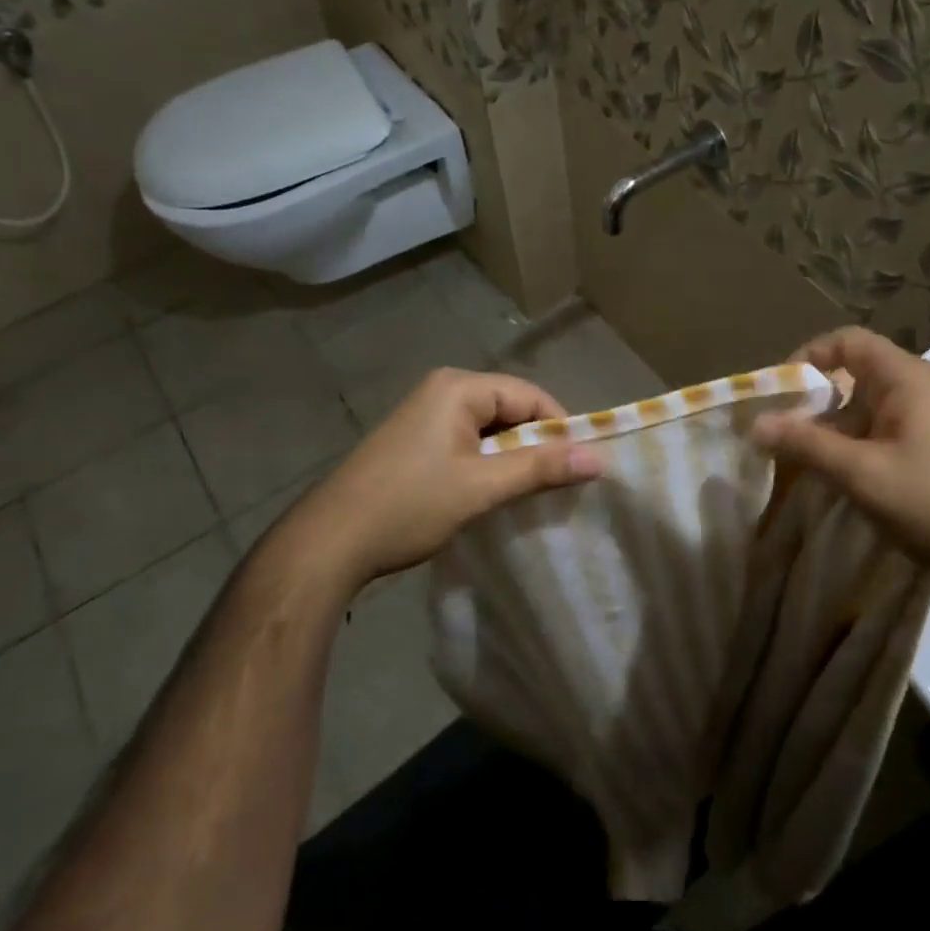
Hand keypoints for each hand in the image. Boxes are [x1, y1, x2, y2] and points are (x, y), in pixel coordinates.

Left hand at [286, 367, 603, 587]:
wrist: (330, 542)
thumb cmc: (409, 505)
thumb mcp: (482, 487)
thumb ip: (541, 468)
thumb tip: (599, 458)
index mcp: (458, 388)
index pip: (529, 395)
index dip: (559, 428)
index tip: (581, 466)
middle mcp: (442, 391)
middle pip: (510, 410)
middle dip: (536, 445)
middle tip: (559, 485)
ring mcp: (425, 416)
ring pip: (491, 430)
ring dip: (513, 459)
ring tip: (532, 494)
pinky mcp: (416, 442)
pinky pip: (469, 444)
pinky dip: (488, 466)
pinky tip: (496, 494)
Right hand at [750, 327, 929, 599]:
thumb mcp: (861, 474)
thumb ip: (805, 445)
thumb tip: (754, 423)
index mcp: (906, 378)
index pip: (846, 341)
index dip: (807, 357)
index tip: (778, 392)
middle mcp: (923, 388)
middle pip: (856, 375)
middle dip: (815, 402)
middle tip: (783, 434)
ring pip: (870, 409)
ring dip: (835, 430)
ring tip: (807, 463)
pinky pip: (888, 432)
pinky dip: (859, 446)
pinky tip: (847, 480)